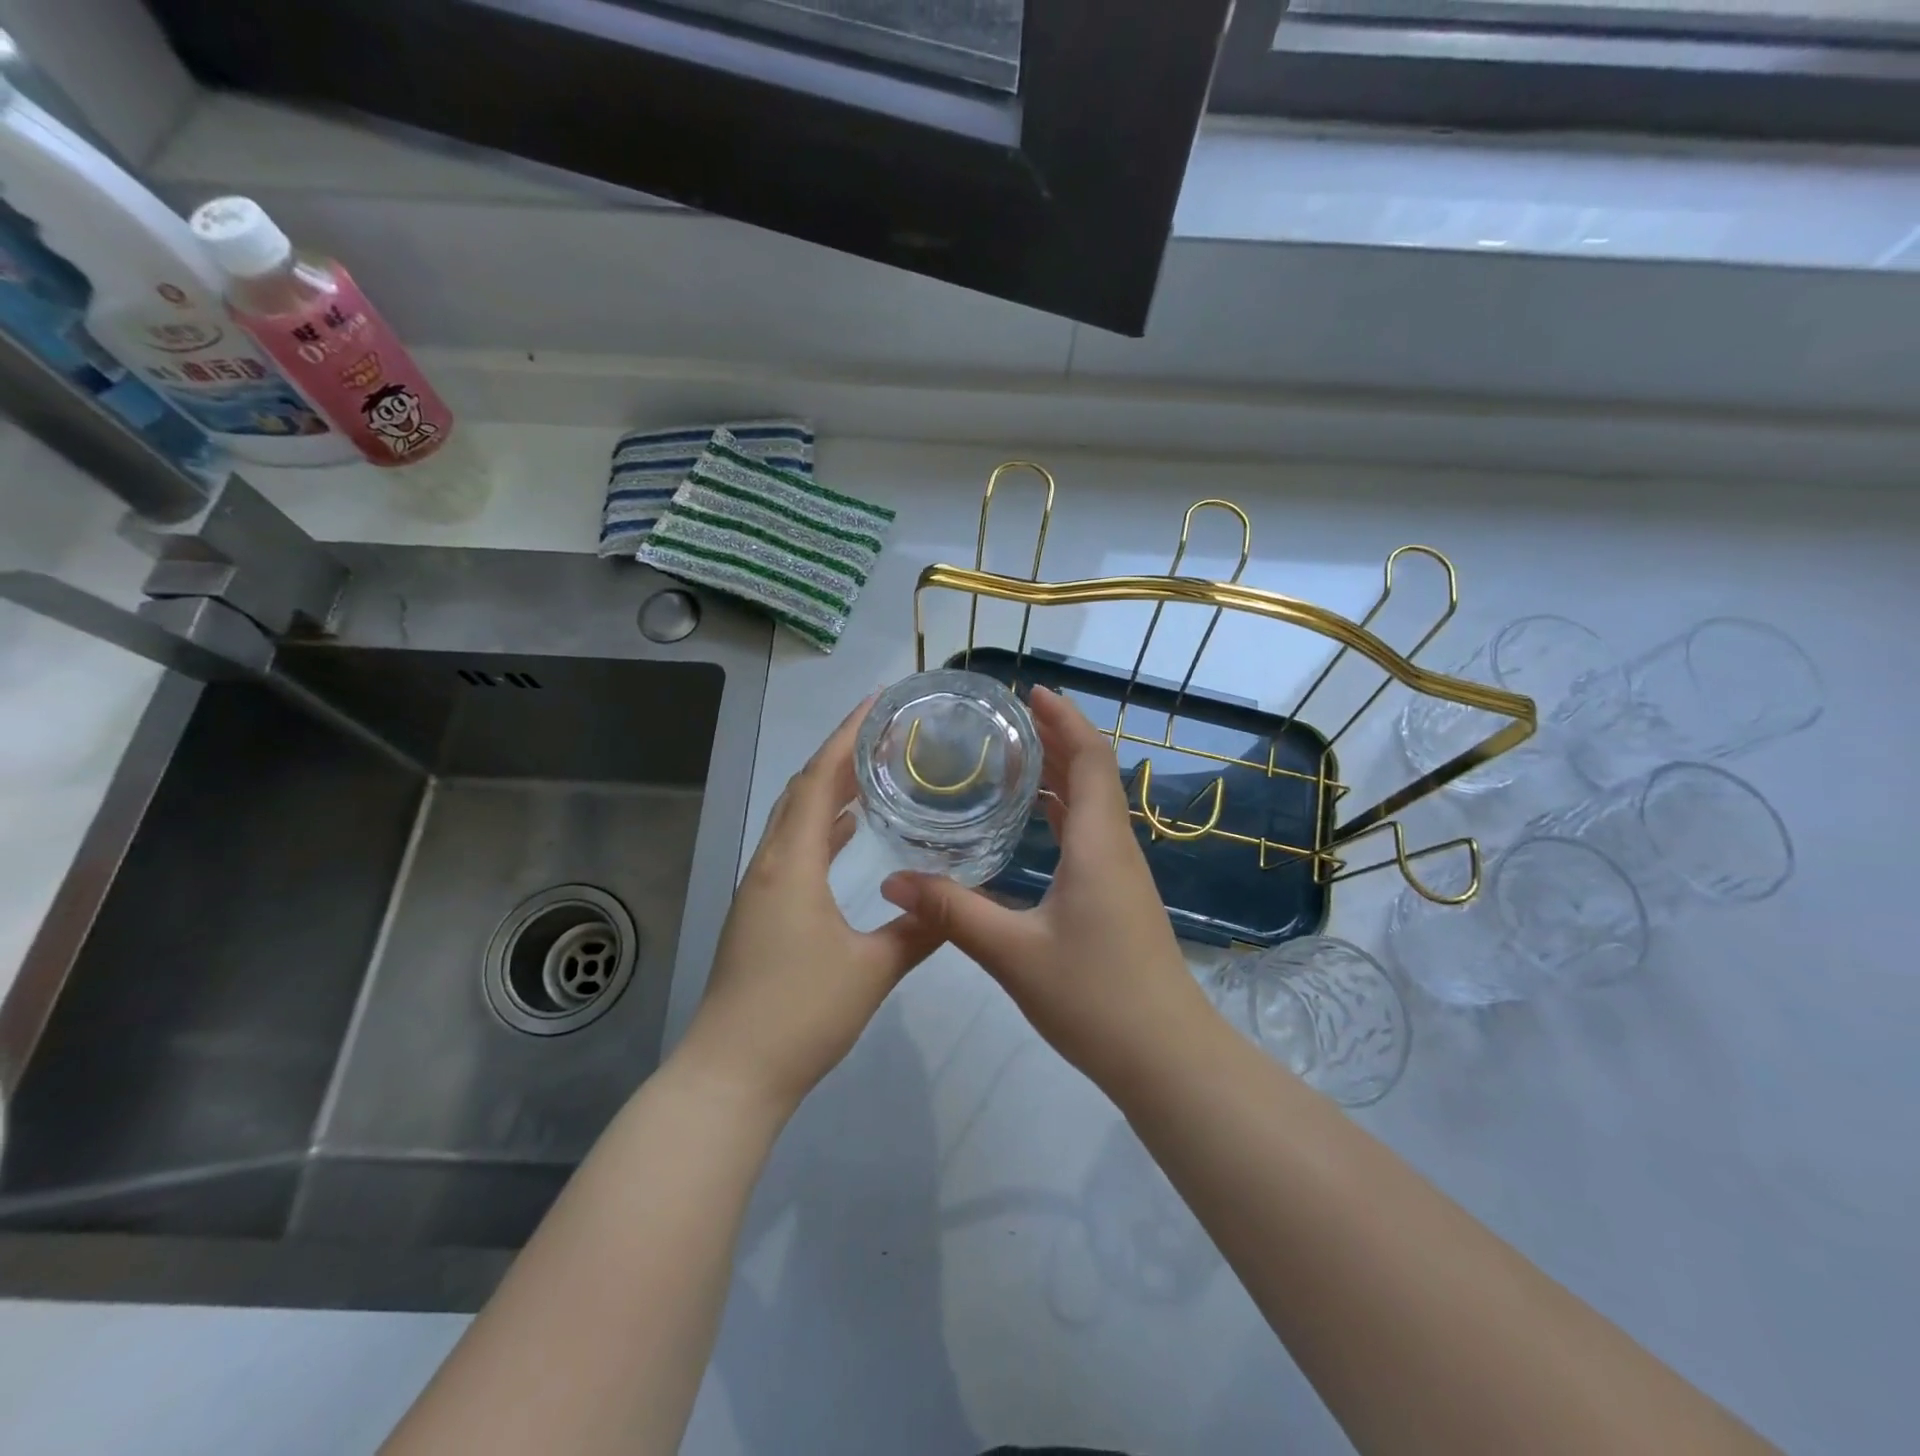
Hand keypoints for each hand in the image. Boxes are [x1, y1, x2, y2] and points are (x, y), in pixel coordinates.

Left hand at [675, 697, 942, 1113]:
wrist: (731, 1075)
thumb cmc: (800, 1015)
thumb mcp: (871, 970)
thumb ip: (918, 930)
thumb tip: (955, 899)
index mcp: (791, 864)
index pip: (819, 781)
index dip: (846, 737)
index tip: (875, 704)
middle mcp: (769, 864)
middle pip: (801, 791)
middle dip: (838, 755)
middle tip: (883, 733)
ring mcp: (759, 889)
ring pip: (794, 821)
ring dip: (828, 792)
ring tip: (871, 773)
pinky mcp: (759, 913)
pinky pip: (792, 851)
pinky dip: (820, 830)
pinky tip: (847, 834)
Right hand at [880, 685, 1208, 1088]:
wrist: (1166, 1058)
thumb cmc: (1095, 998)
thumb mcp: (1013, 954)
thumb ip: (953, 912)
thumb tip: (893, 880)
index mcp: (1097, 844)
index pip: (1089, 758)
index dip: (1064, 718)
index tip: (1029, 692)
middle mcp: (1115, 847)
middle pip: (1092, 772)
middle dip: (1056, 737)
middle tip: (1006, 720)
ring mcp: (1121, 873)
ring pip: (1092, 803)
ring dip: (1061, 772)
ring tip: (1013, 757)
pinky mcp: (1119, 897)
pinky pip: (1090, 833)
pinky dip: (1063, 810)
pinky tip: (1034, 822)